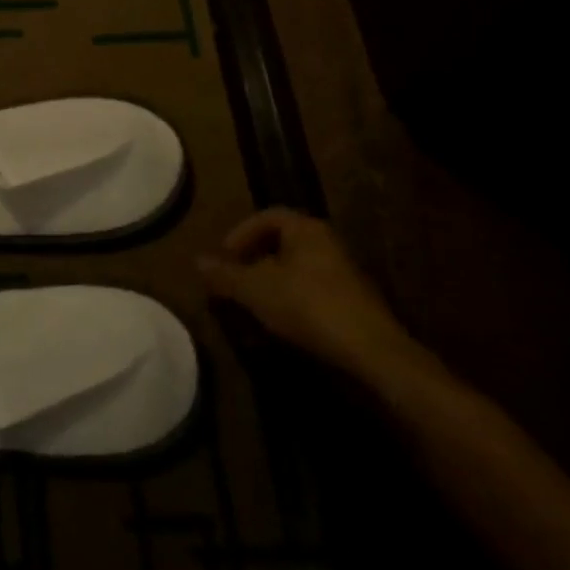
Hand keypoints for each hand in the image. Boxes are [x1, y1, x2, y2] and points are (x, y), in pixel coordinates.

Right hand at [199, 209, 410, 378]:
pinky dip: (291, 301)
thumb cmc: (308, 306)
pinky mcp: (354, 304)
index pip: (267, 216)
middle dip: (254, 259)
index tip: (224, 257)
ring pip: (297, 269)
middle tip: (234, 279)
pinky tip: (280, 322)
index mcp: (306, 230)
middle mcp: (328, 244)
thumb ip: (225, 274)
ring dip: (271, 283)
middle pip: (282, 242)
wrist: (372, 352)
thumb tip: (197, 261)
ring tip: (252, 304)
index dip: (240, 233)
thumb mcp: (255, 289)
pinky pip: (313, 292)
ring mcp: (345, 275)